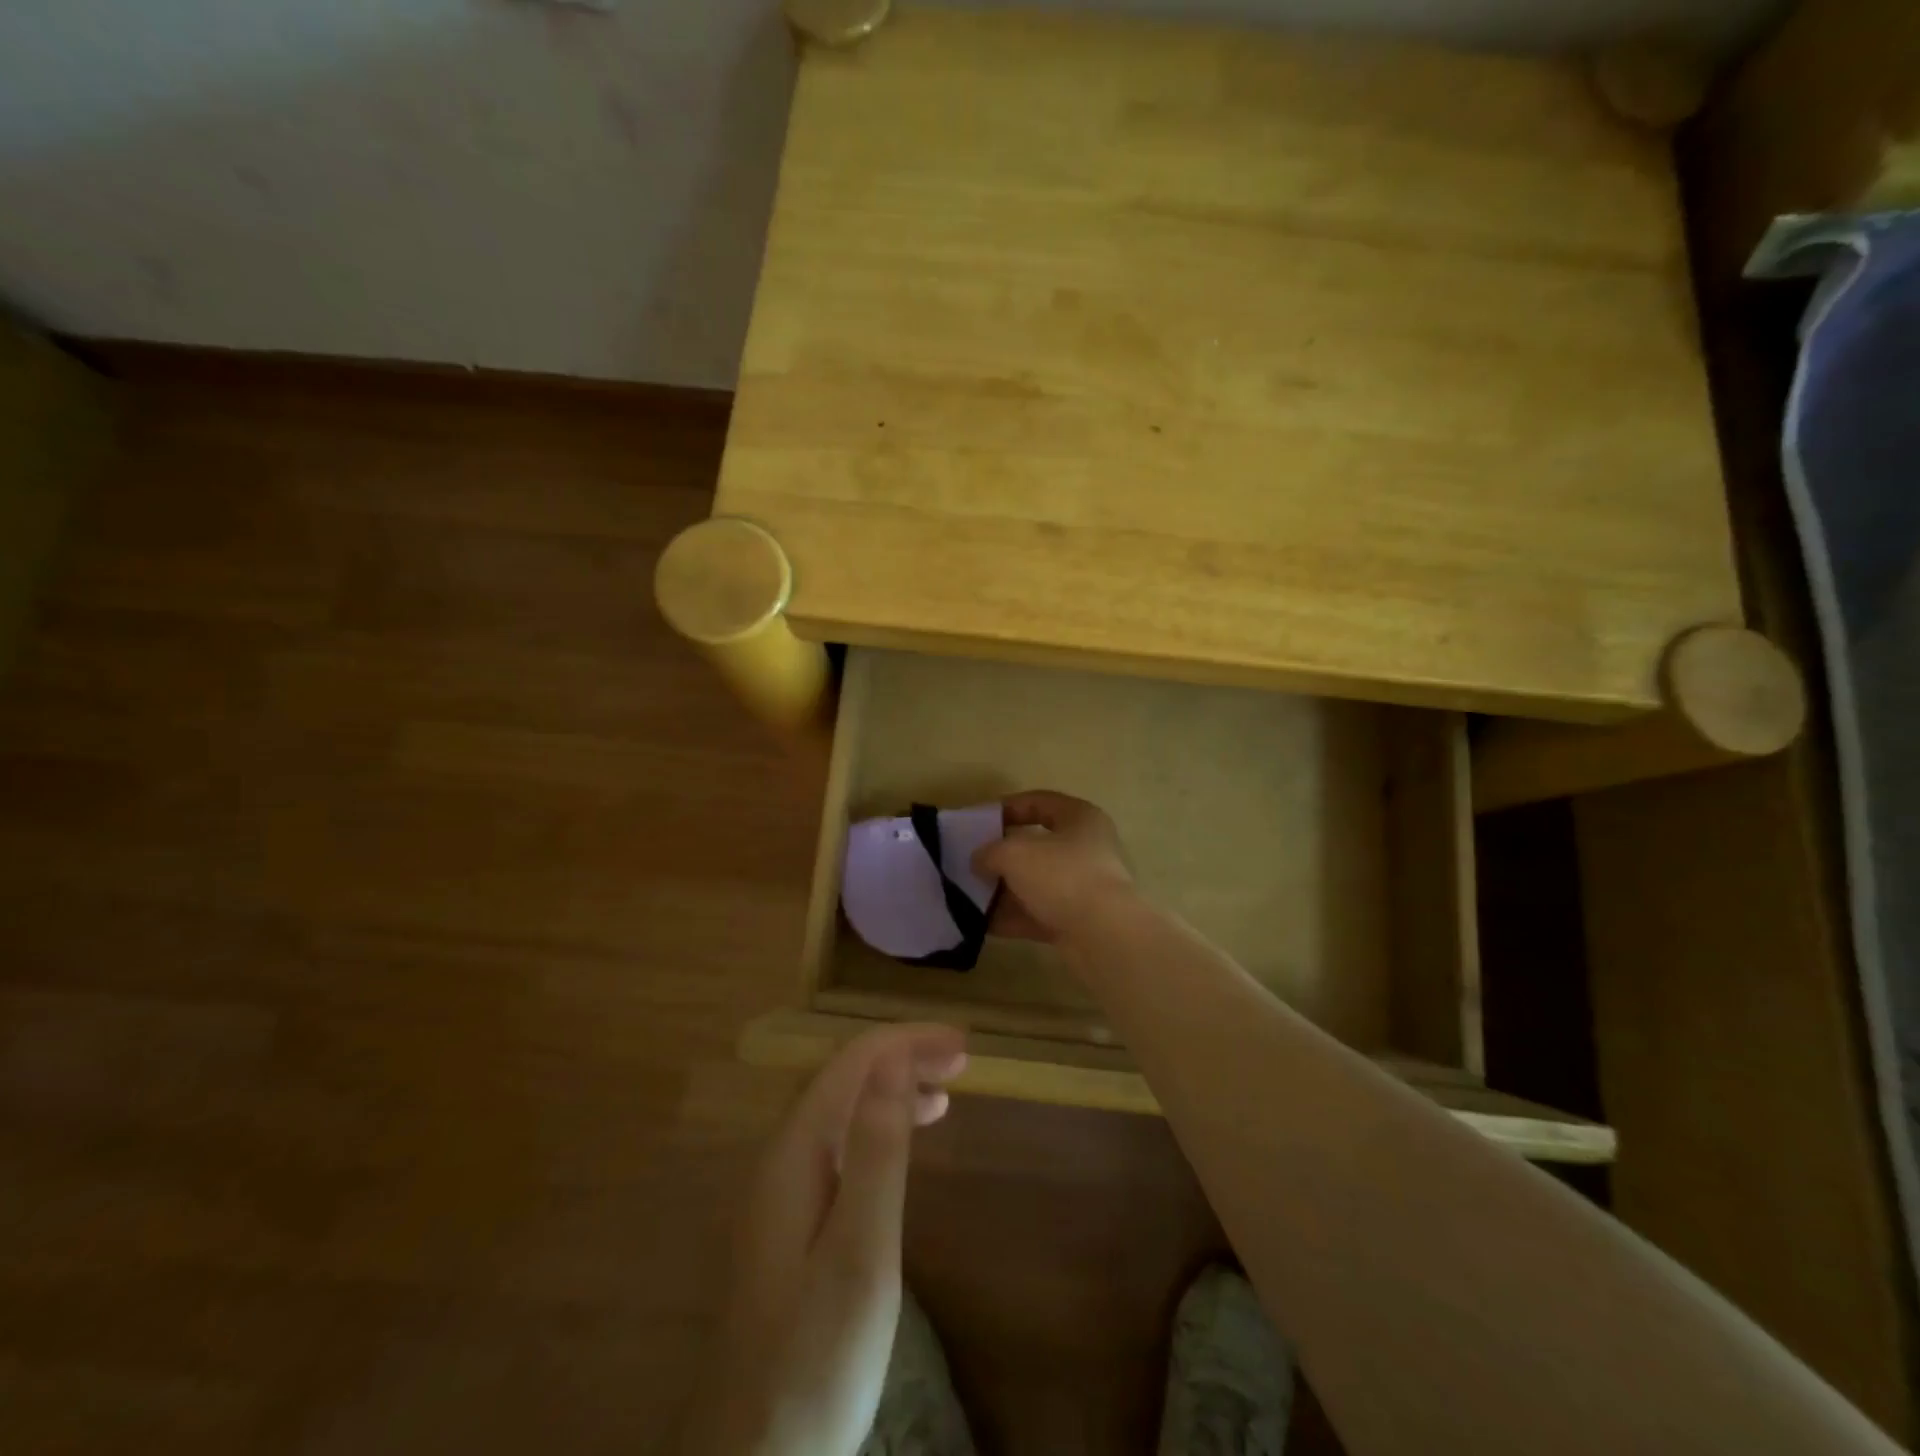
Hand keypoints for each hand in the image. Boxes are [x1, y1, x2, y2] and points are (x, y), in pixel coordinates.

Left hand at [683, 1024, 967, 1455]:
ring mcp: (780, 1192)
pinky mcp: (789, 1223)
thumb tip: (893, 1060)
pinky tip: (902, 1146)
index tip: (963, 1044)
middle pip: (844, 1079)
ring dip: (890, 1090)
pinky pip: (838, 1146)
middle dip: (901, 1058)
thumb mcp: (860, 1253)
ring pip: (840, 1112)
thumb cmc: (815, 1359)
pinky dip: (876, 1129)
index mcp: (792, 1153)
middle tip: (962, 1061)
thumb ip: (876, 1151)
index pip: (852, 1064)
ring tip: (944, 1092)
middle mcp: (780, 1158)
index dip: (907, 1042)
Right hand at [972, 790, 1136, 943]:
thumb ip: (990, 851)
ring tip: (970, 894)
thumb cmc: (1062, 876)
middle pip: (1036, 845)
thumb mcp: (1014, 853)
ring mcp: (1083, 886)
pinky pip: (1038, 913)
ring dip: (1004, 889)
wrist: (1103, 936)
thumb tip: (979, 860)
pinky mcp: (1077, 920)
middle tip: (972, 861)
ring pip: (1035, 882)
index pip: (1038, 801)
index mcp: (1080, 818)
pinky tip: (982, 923)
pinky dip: (1013, 917)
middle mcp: (1086, 848)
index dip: (1006, 808)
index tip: (978, 822)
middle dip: (1002, 854)